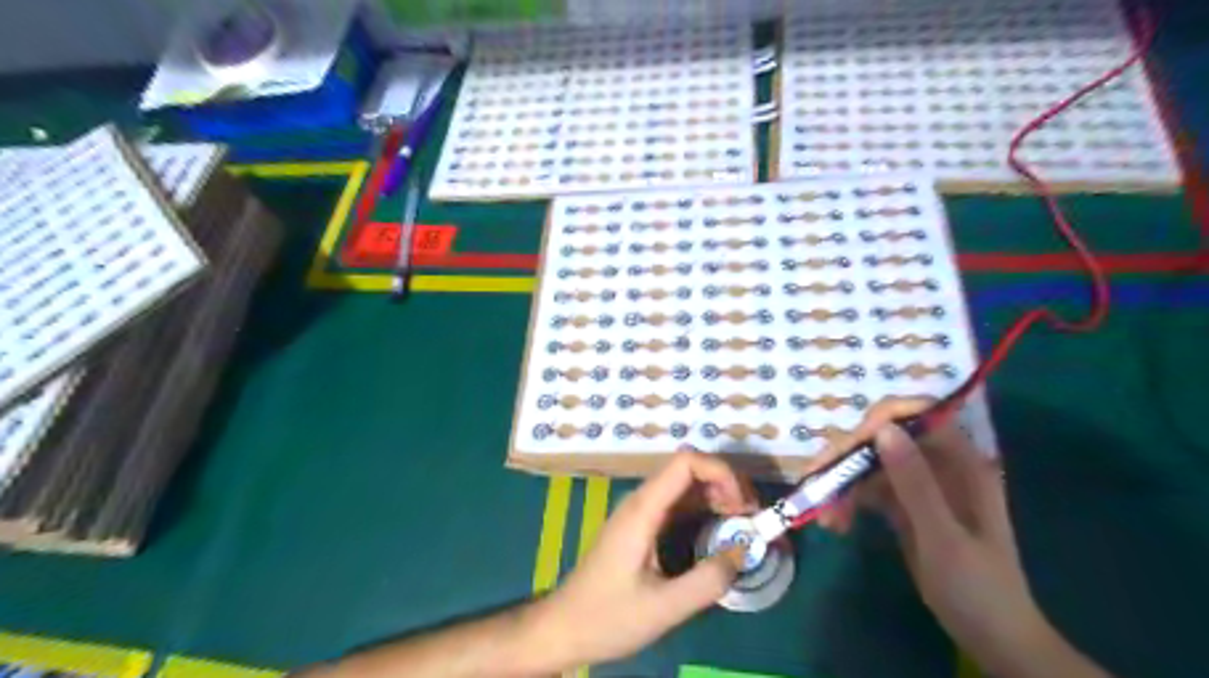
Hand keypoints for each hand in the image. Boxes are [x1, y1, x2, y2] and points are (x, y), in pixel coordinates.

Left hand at [531, 448, 752, 665]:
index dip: (721, 472)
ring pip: (685, 486)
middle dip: (725, 483)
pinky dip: (704, 510)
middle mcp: (641, 501)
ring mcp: (640, 512)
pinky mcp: (642, 526)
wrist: (564, 627)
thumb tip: (744, 551)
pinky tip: (719, 532)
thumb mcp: (664, 608)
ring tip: (742, 524)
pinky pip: (678, 505)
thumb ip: (708, 580)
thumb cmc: (608, 617)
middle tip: (751, 516)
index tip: (744, 504)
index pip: (685, 462)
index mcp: (643, 509)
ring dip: (717, 496)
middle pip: (688, 469)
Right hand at [812, 400, 1077, 677]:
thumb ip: (915, 482)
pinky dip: (848, 502)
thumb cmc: (977, 588)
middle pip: (885, 439)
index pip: (918, 416)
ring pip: (870, 464)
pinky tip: (835, 523)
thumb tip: (883, 429)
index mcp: (961, 463)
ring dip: (842, 483)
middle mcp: (938, 465)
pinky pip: (868, 489)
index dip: (881, 420)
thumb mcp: (943, 536)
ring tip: (825, 516)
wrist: (990, 636)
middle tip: (816, 479)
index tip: (850, 445)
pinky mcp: (903, 505)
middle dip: (848, 456)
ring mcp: (919, 485)